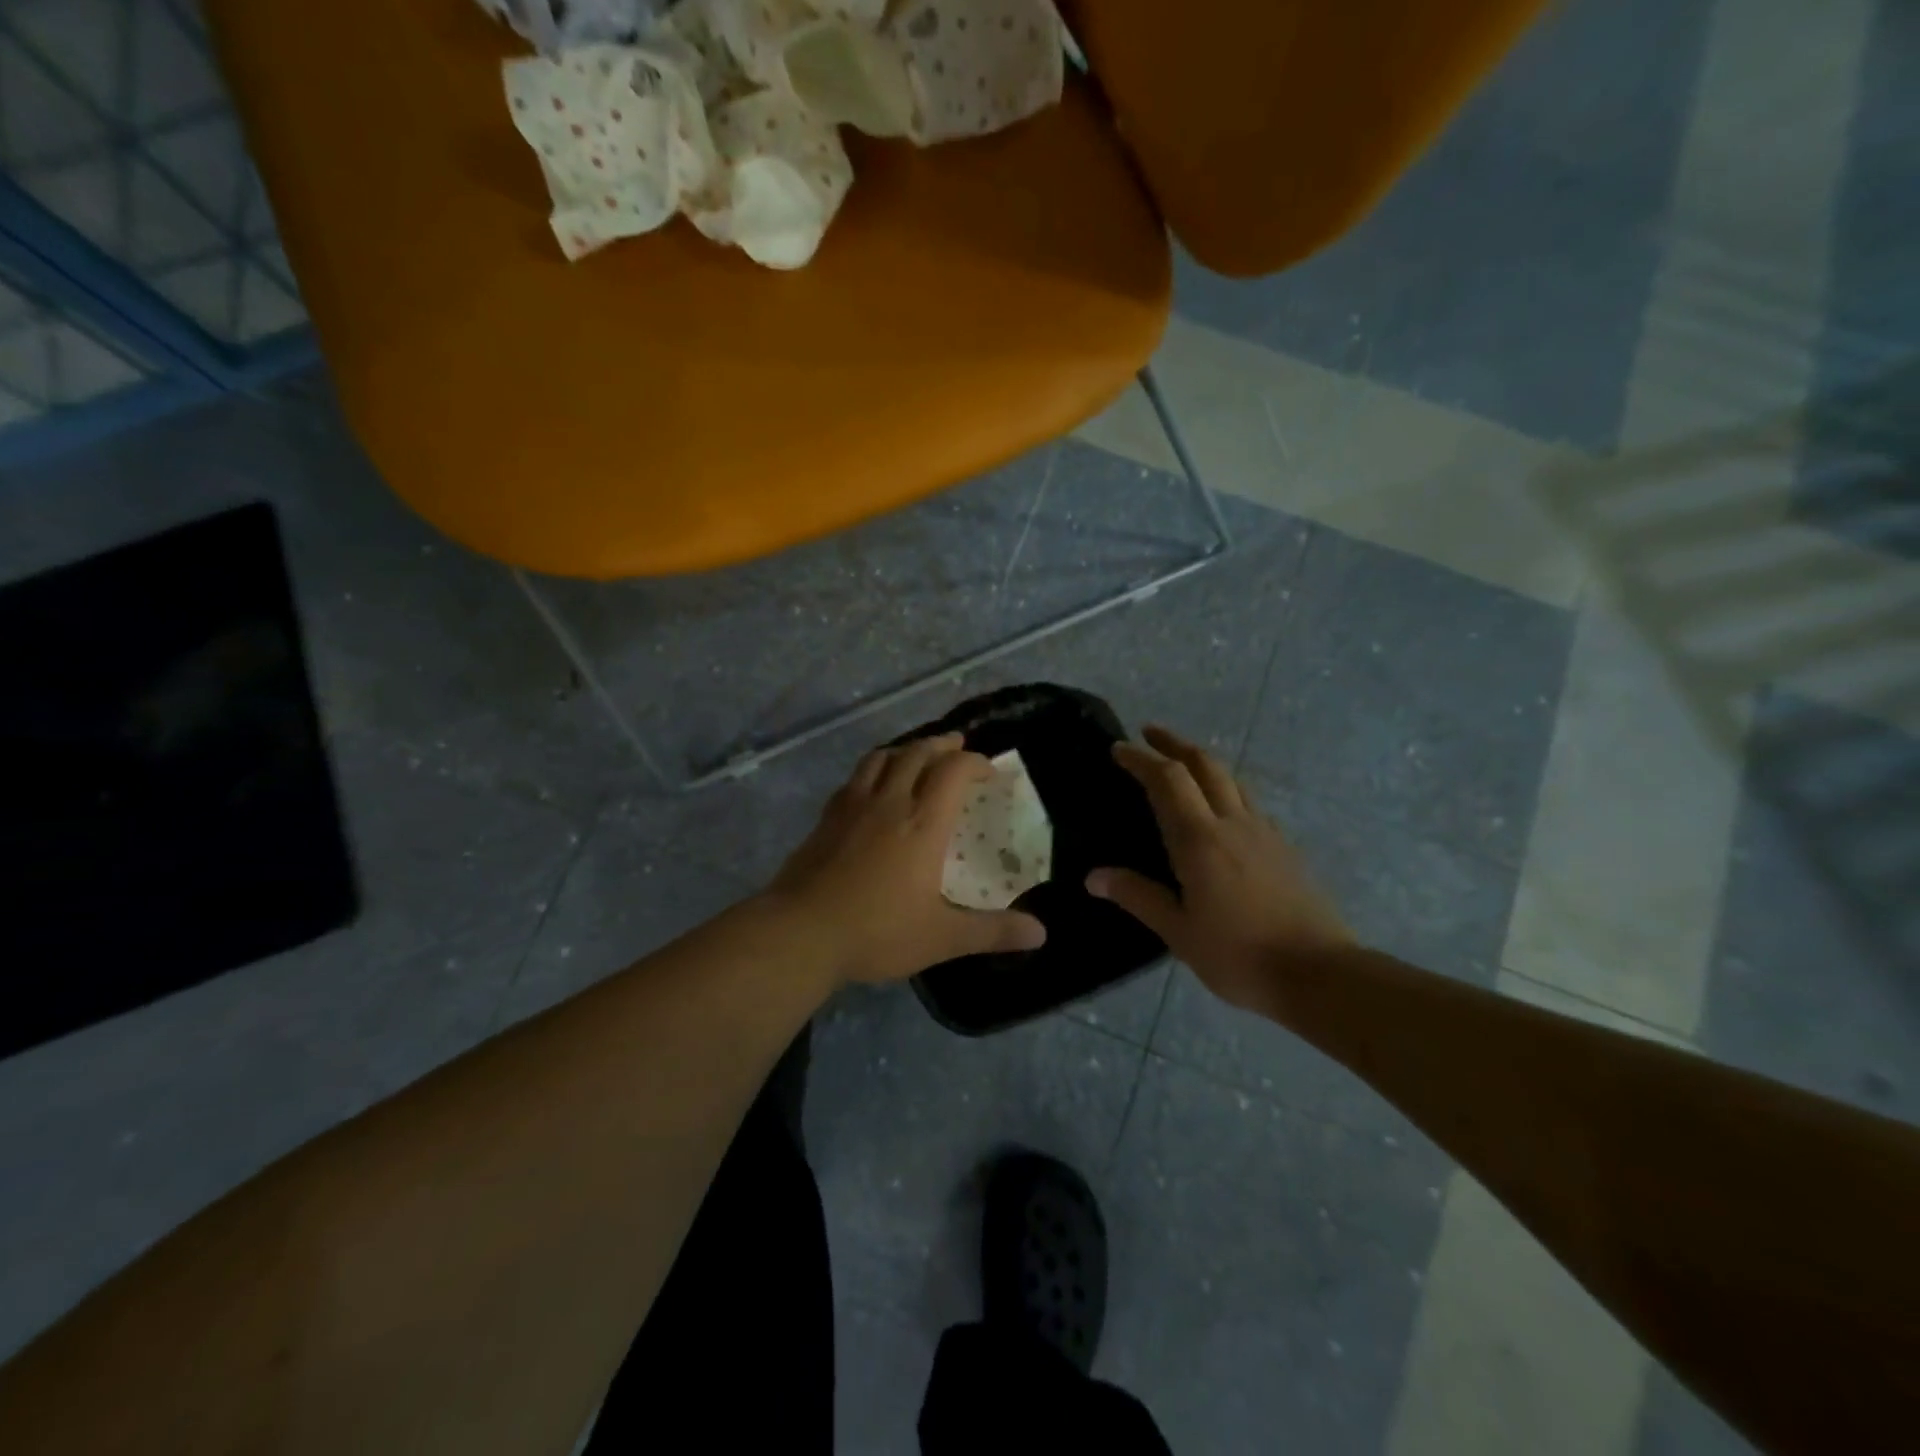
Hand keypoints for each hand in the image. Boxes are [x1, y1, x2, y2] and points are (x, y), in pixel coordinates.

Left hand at [763, 732, 1047, 984]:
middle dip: (941, 745)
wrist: (801, 932)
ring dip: (905, 749)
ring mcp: (853, 806)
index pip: (953, 772)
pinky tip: (872, 786)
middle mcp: (890, 802)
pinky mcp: (826, 817)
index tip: (989, 771)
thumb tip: (1041, 933)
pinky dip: (873, 769)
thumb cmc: (877, 931)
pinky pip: (855, 777)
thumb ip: (992, 932)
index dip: (975, 763)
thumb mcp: (943, 937)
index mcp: (923, 823)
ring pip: (881, 758)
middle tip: (957, 746)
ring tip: (916, 755)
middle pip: (917, 754)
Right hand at [1086, 726, 1350, 1010]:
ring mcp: (1264, 832)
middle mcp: (1233, 823)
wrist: (1319, 975)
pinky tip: (1221, 810)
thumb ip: (1137, 896)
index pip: (1167, 780)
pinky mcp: (1284, 847)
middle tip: (1149, 734)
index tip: (1119, 749)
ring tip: (1182, 763)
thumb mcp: (1178, 931)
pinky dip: (1225, 789)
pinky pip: (1249, 802)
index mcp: (1201, 840)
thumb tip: (1094, 876)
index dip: (1141, 759)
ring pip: (1231, 779)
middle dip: (1174, 743)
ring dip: (1202, 761)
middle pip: (1204, 764)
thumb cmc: (1239, 955)